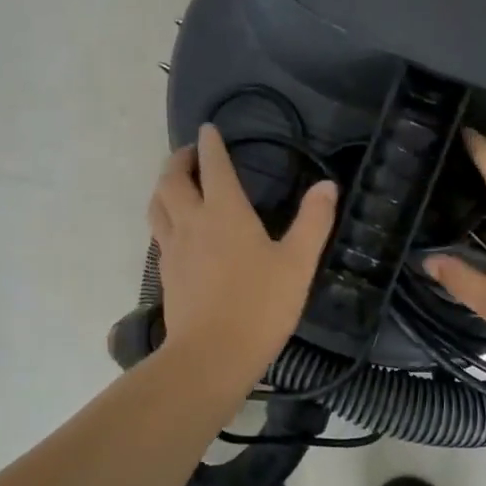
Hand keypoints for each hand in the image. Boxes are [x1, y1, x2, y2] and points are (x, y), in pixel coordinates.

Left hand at [148, 124, 337, 382]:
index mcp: (224, 212)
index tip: (208, 128)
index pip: (212, 165)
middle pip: (171, 179)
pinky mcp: (166, 273)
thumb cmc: (260, 306)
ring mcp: (173, 248)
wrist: (212, 356)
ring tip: (177, 183)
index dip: (210, 144)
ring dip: (164, 185)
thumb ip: (314, 221)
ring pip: (157, 204)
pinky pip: (159, 231)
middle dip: (179, 160)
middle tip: (191, 154)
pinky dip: (164, 215)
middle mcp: (192, 222)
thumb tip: (328, 186)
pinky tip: (177, 228)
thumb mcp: (298, 263)